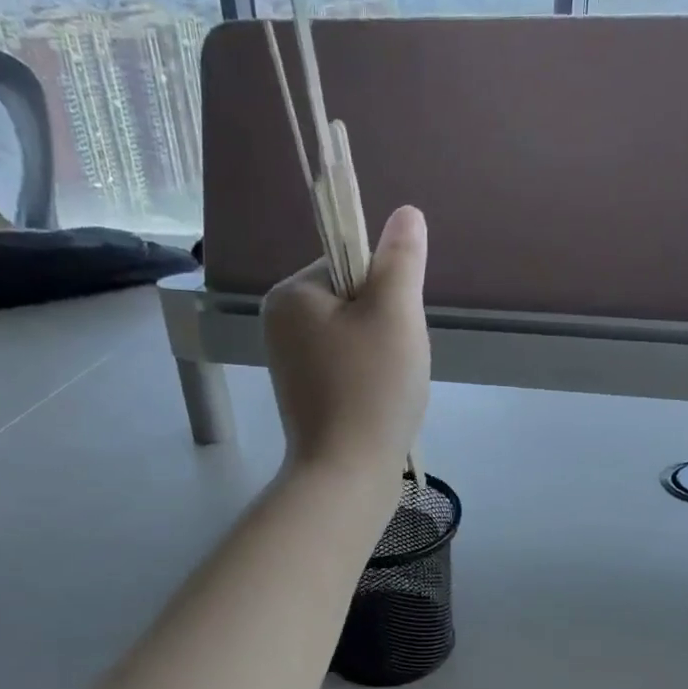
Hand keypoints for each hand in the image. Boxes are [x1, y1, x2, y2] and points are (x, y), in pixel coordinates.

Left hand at [262, 206, 429, 479]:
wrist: (347, 475)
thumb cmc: (372, 388)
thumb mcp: (396, 313)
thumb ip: (401, 258)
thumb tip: (406, 213)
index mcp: (291, 294)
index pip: (350, 264)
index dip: (386, 292)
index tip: (394, 330)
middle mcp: (280, 324)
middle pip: (355, 300)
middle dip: (386, 327)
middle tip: (394, 363)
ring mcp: (291, 363)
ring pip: (357, 337)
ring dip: (385, 355)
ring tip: (390, 387)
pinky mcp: (306, 395)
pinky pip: (349, 368)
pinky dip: (372, 379)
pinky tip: (381, 404)